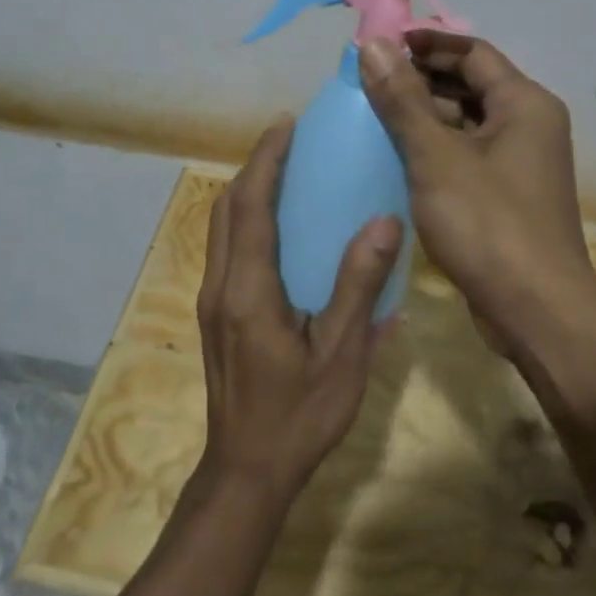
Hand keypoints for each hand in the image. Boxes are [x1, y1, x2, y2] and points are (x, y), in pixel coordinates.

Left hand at [195, 118, 403, 504]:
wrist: (247, 471)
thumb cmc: (299, 415)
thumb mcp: (341, 354)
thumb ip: (359, 286)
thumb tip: (384, 221)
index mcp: (248, 289)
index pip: (250, 206)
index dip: (265, 160)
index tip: (286, 125)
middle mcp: (220, 285)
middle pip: (226, 208)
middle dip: (254, 167)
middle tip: (289, 141)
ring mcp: (212, 301)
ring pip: (221, 228)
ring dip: (246, 192)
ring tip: (284, 172)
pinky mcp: (215, 315)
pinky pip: (226, 249)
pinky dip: (245, 220)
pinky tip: (277, 228)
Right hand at [360, 31, 595, 340]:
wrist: (535, 310)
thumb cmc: (487, 223)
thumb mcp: (435, 157)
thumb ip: (402, 99)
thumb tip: (372, 45)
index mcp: (524, 103)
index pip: (472, 52)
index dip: (426, 44)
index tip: (380, 47)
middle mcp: (530, 125)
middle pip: (471, 85)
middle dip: (421, 79)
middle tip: (369, 82)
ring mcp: (521, 163)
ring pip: (468, 122)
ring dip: (426, 115)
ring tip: (374, 115)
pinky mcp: (509, 195)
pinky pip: (469, 155)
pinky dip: (436, 148)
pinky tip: (398, 157)